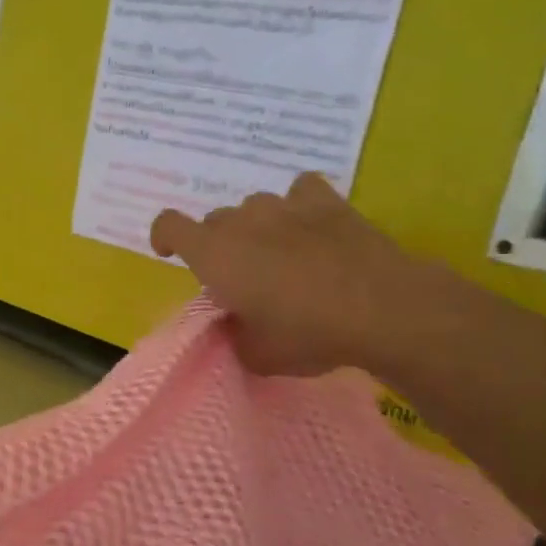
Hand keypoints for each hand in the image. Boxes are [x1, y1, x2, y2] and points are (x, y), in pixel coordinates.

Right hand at [150, 173, 432, 376]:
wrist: (381, 309)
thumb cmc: (307, 333)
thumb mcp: (257, 354)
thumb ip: (234, 335)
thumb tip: (235, 323)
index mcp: (213, 253)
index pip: (169, 225)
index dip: (164, 237)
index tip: (170, 254)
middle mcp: (242, 221)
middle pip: (215, 221)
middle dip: (219, 246)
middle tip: (242, 278)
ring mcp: (285, 206)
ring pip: (255, 208)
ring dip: (257, 228)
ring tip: (279, 254)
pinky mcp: (326, 202)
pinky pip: (300, 191)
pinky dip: (299, 206)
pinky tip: (310, 226)